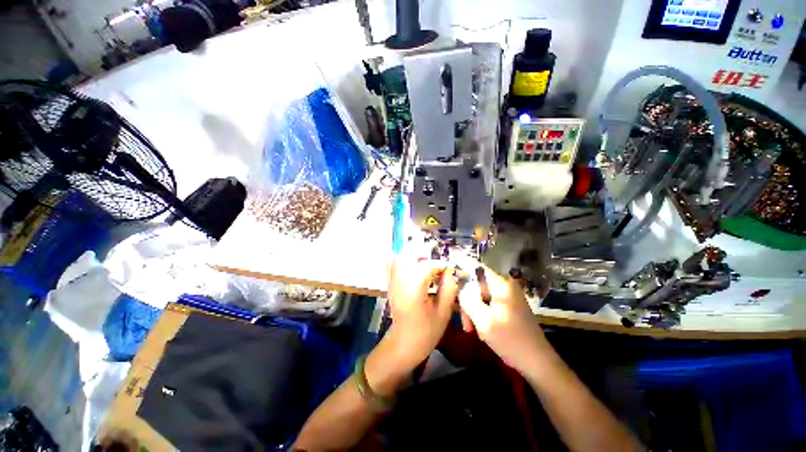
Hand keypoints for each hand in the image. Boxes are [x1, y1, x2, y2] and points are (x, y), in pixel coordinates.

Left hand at [383, 259, 457, 371]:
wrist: (403, 344)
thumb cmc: (426, 332)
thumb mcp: (443, 313)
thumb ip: (448, 290)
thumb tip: (450, 272)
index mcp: (414, 291)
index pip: (427, 266)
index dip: (440, 265)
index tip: (449, 270)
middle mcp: (400, 282)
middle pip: (412, 257)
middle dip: (428, 258)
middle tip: (439, 267)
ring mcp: (393, 282)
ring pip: (401, 257)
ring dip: (417, 257)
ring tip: (429, 268)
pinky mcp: (390, 284)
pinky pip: (393, 264)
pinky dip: (402, 260)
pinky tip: (414, 266)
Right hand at [458, 265, 550, 371]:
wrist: (537, 362)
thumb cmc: (510, 340)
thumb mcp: (483, 321)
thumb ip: (468, 300)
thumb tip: (458, 287)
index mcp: (501, 285)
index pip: (477, 269)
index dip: (462, 274)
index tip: (452, 288)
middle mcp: (505, 286)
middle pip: (477, 285)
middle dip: (468, 302)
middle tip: (465, 322)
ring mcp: (507, 297)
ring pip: (481, 297)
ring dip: (474, 311)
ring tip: (473, 330)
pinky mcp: (508, 306)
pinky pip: (488, 304)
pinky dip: (482, 315)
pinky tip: (482, 330)